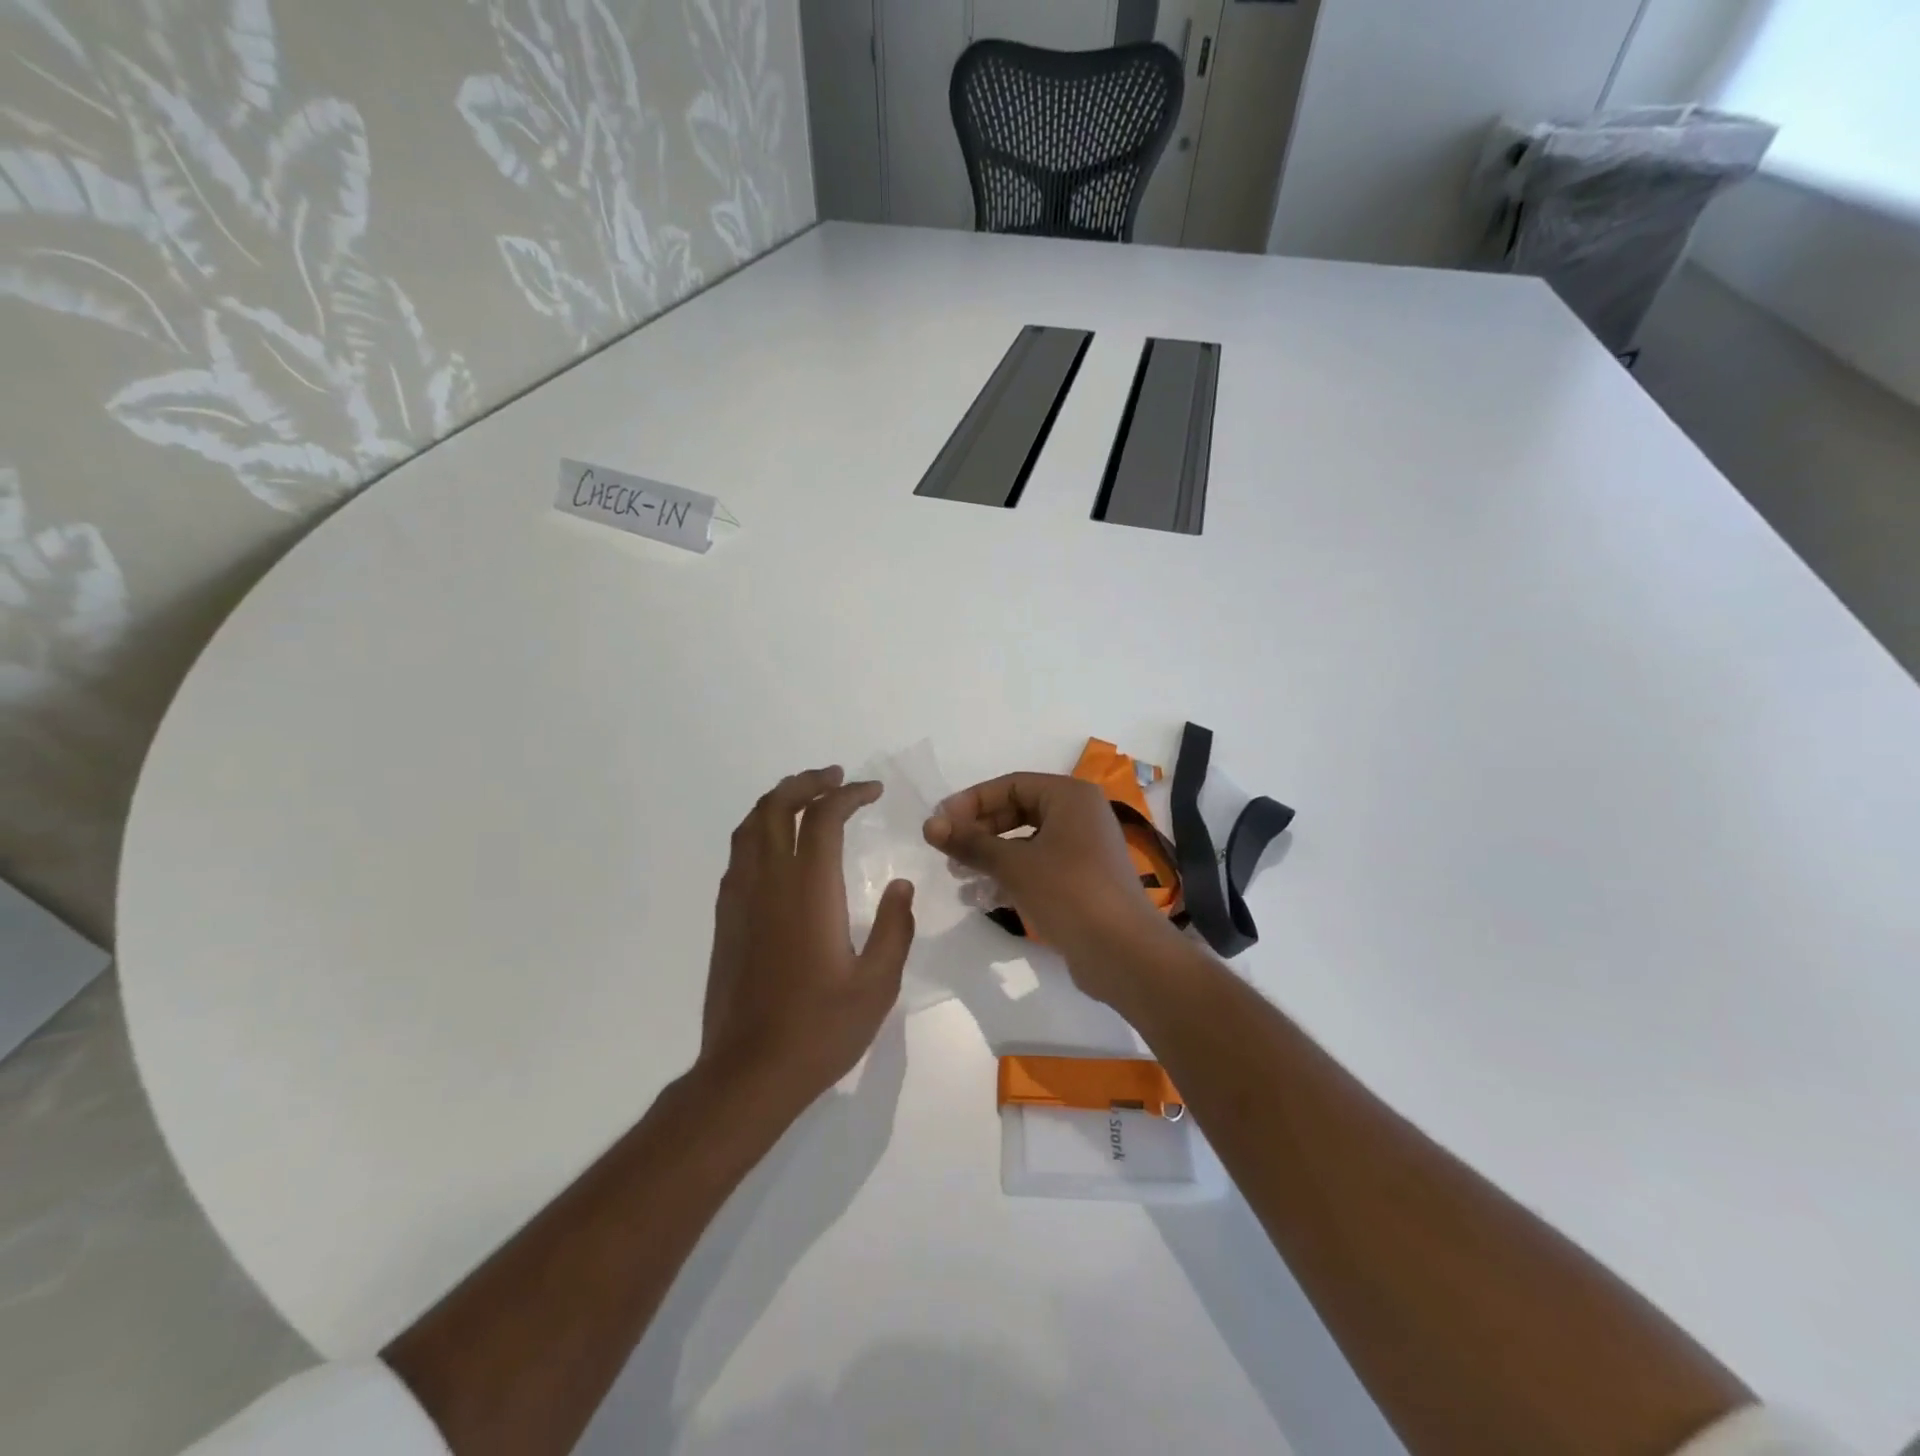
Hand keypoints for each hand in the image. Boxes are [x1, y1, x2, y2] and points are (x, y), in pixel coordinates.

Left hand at [699, 766, 915, 1106]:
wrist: (748, 1073)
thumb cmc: (820, 1030)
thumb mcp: (877, 984)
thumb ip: (894, 929)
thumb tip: (900, 887)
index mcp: (809, 890)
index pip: (824, 817)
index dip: (848, 794)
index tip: (872, 791)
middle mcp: (769, 882)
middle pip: (777, 807)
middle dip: (807, 782)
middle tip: (835, 778)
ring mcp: (740, 899)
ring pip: (750, 826)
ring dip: (778, 801)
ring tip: (805, 798)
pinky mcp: (726, 919)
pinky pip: (739, 854)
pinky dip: (760, 831)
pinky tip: (779, 848)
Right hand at [924, 773, 1181, 1004]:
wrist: (1124, 954)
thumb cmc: (1069, 893)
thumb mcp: (1014, 865)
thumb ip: (970, 843)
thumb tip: (930, 825)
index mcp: (1070, 797)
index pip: (1011, 785)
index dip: (971, 801)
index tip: (939, 823)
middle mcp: (1079, 815)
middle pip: (1018, 811)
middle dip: (979, 830)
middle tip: (947, 850)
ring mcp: (1083, 850)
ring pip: (1025, 842)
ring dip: (990, 856)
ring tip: (959, 876)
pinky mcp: (1081, 882)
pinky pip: (1037, 868)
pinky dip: (1010, 876)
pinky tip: (982, 898)